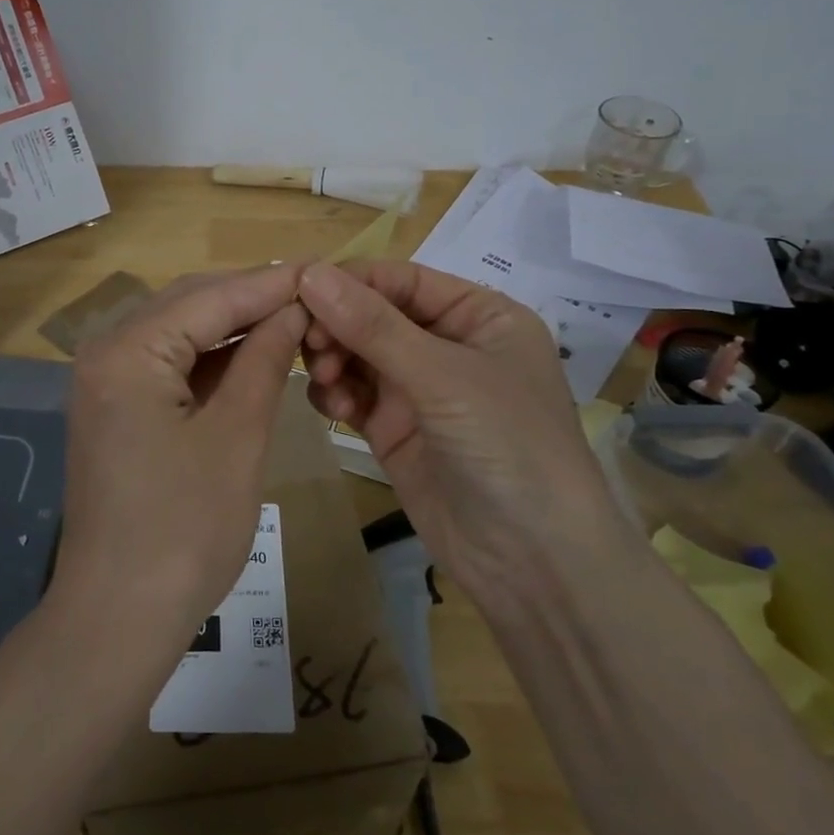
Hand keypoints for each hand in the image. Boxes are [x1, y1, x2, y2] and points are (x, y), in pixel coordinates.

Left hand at [53, 264, 308, 646]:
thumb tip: (294, 310)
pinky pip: (168, 365)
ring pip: (179, 332)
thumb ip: (264, 361)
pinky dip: (210, 359)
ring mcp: (105, 381)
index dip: (271, 284)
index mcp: (128, 351)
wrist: (119, 616)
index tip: (324, 271)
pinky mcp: (114, 408)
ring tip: (293, 321)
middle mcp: (106, 352)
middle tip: (314, 296)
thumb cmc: (185, 530)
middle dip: (251, 299)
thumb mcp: (237, 437)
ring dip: (232, 327)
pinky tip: (252, 357)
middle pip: (189, 304)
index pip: (210, 297)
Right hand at [297, 259, 615, 602]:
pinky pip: (351, 393)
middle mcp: (447, 345)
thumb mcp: (442, 376)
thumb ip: (373, 325)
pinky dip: (333, 392)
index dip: (351, 281)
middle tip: (309, 345)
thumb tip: (309, 272)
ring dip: (332, 358)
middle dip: (337, 325)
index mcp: (478, 315)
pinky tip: (332, 405)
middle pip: (373, 314)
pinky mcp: (394, 428)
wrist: (534, 562)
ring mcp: (418, 389)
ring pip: (356, 353)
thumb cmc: (507, 446)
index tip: (300, 291)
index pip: (401, 279)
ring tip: (325, 379)